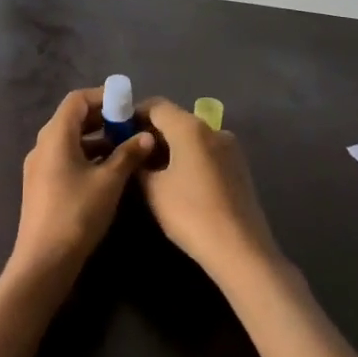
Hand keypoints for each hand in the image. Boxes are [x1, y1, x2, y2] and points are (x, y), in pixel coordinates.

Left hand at [7, 86, 154, 289]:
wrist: (44, 261)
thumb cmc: (78, 213)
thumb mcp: (110, 181)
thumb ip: (128, 154)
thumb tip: (146, 135)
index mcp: (55, 136)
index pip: (77, 100)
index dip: (102, 96)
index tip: (127, 104)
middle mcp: (43, 145)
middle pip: (71, 118)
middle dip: (101, 118)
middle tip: (129, 125)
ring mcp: (39, 166)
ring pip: (69, 140)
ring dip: (95, 139)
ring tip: (124, 147)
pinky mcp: (41, 185)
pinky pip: (64, 158)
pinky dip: (85, 156)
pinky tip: (107, 171)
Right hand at [136, 97, 282, 287]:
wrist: (240, 250)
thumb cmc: (190, 214)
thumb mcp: (153, 189)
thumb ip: (139, 163)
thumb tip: (136, 152)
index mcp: (191, 127)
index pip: (156, 105)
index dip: (133, 114)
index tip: (117, 133)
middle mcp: (213, 129)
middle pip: (176, 119)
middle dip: (152, 133)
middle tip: (131, 155)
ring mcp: (230, 148)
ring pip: (192, 137)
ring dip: (170, 147)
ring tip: (152, 172)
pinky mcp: (238, 167)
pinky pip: (206, 152)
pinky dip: (188, 158)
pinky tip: (178, 183)